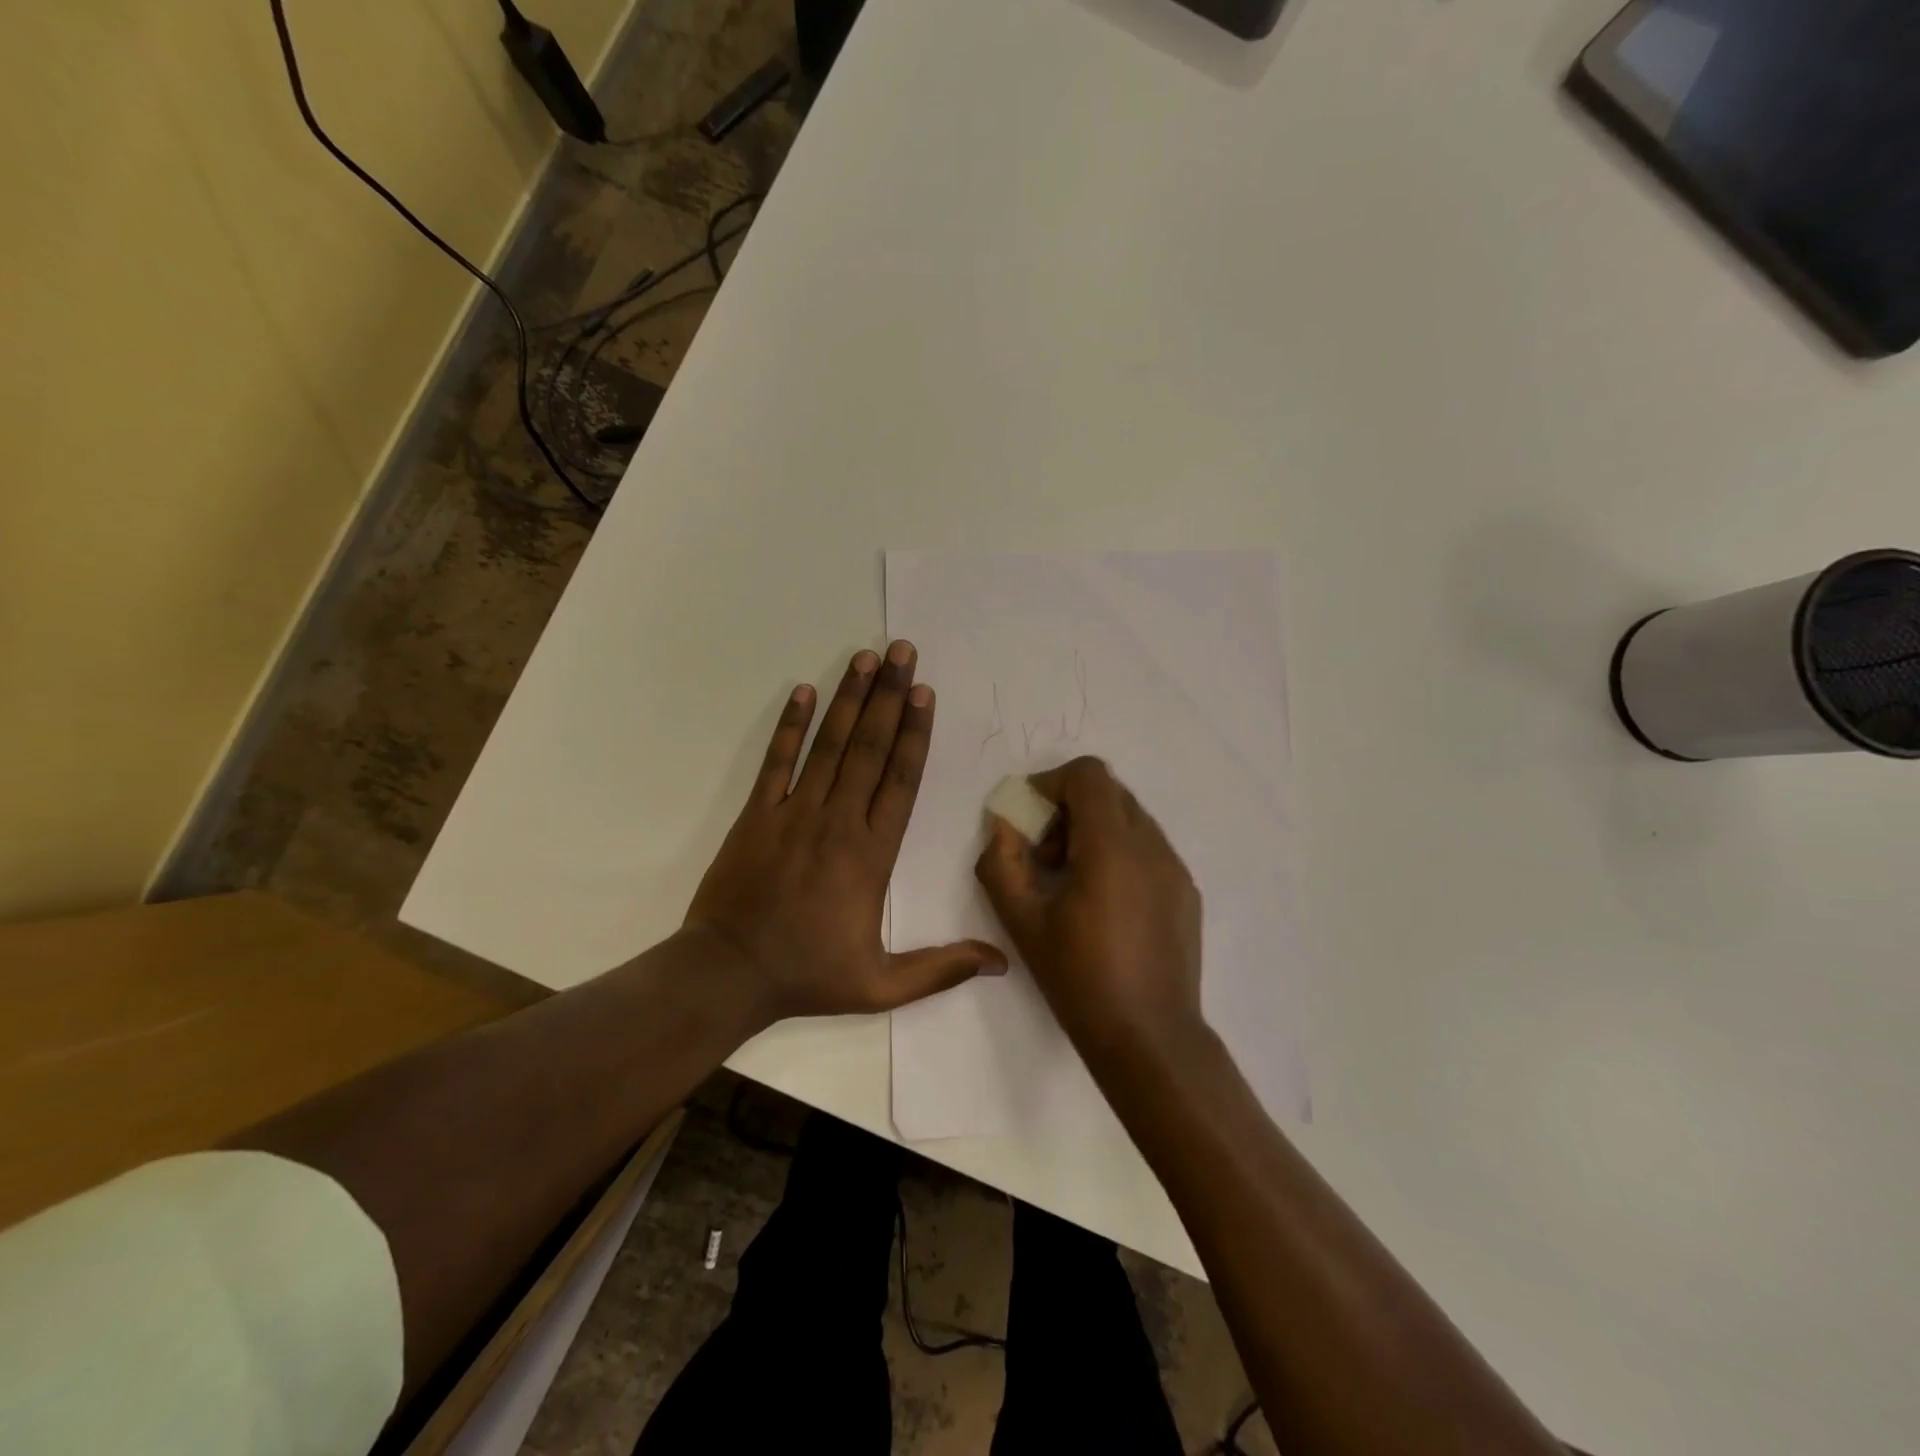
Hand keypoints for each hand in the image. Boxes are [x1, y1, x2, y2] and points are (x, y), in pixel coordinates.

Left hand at [686, 642, 1007, 1022]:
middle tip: (901, 651)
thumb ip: (941, 969)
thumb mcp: (881, 985)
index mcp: (871, 853)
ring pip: (829, 745)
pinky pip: (777, 761)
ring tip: (865, 657)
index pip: (900, 780)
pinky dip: (790, 726)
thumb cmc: (808, 975)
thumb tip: (1001, 963)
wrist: (727, 974)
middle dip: (888, 696)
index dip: (914, 732)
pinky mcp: (757, 814)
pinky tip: (803, 691)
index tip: (923, 692)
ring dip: (849, 699)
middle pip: (870, 748)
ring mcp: (794, 812)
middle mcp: (837, 820)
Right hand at [974, 757, 1202, 1051]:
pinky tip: (1106, 904)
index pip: (1088, 774)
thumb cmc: (1079, 978)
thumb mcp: (1022, 922)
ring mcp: (1175, 868)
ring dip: (1095, 831)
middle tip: (1046, 855)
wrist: (1149, 1037)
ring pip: (1131, 819)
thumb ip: (1002, 863)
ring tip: (1074, 882)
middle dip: (1070, 809)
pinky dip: (1120, 854)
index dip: (1052, 783)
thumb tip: (1003, 825)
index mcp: (1112, 846)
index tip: (1030, 820)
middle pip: (1109, 792)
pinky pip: (1149, 849)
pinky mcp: (1186, 892)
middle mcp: (1152, 845)